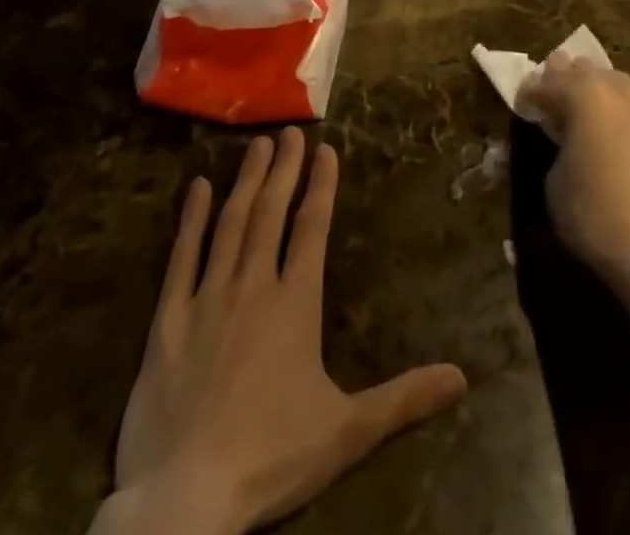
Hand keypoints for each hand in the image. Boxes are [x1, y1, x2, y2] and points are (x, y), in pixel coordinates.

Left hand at [95, 128, 467, 534]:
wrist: (184, 502)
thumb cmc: (271, 458)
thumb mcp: (347, 432)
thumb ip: (404, 399)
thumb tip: (462, 378)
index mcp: (296, 303)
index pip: (313, 228)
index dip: (321, 186)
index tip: (326, 148)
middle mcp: (253, 286)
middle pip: (272, 212)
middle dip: (284, 168)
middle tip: (290, 130)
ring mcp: (207, 299)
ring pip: (231, 224)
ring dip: (246, 181)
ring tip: (256, 145)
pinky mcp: (167, 322)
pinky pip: (180, 259)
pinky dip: (190, 221)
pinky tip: (197, 188)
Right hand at [516, 59, 629, 294]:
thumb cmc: (594, 214)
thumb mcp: (555, 180)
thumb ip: (558, 144)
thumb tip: (567, 138)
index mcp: (584, 95)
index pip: (548, 83)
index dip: (530, 93)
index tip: (522, 102)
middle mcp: (617, 90)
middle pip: (585, 71)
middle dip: (565, 78)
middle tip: (551, 94)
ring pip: (614, 81)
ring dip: (595, 88)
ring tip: (584, 107)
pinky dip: (619, 107)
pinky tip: (614, 128)